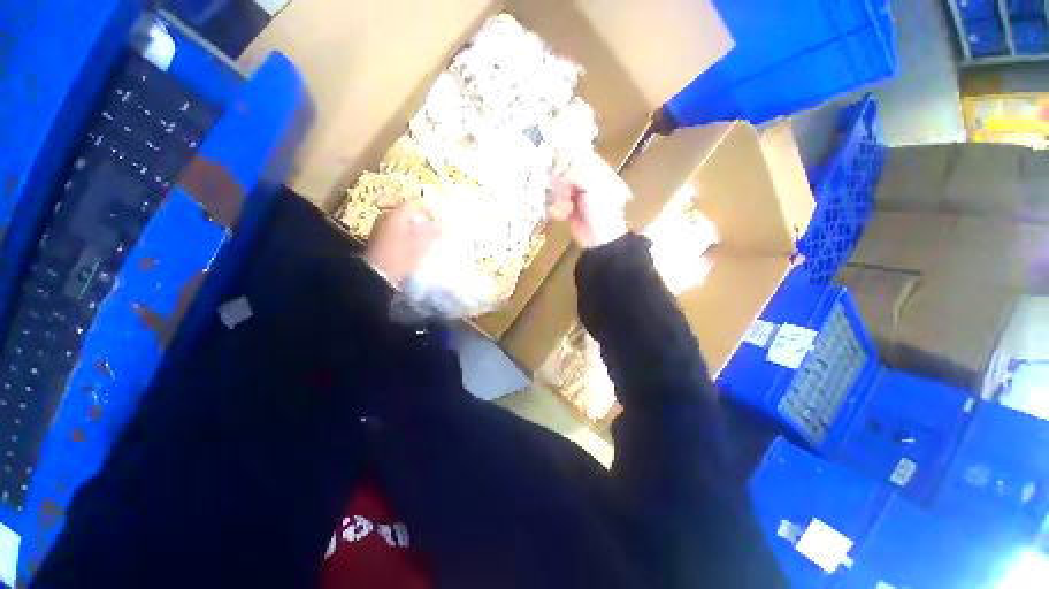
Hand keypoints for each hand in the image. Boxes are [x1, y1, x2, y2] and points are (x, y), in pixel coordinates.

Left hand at [365, 200, 442, 286]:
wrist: (377, 276)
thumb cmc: (400, 258)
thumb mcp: (421, 246)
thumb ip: (433, 233)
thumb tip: (444, 226)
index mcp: (396, 214)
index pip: (415, 202)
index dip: (429, 208)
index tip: (439, 217)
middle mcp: (386, 216)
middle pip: (408, 211)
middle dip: (422, 219)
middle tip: (434, 229)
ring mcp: (380, 227)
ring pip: (402, 221)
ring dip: (414, 227)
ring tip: (425, 239)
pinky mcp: (377, 238)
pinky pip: (396, 230)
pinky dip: (406, 234)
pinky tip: (413, 245)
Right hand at [548, 153, 628, 248]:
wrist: (599, 238)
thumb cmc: (600, 209)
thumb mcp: (591, 186)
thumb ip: (574, 174)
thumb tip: (557, 175)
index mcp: (594, 171)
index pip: (577, 156)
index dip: (565, 158)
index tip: (556, 162)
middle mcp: (583, 181)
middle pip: (562, 173)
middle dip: (561, 184)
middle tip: (565, 192)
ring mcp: (574, 196)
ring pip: (556, 189)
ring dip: (559, 199)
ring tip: (567, 208)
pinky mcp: (566, 209)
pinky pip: (554, 204)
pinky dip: (558, 210)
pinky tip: (564, 216)